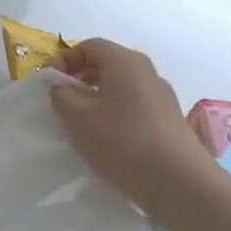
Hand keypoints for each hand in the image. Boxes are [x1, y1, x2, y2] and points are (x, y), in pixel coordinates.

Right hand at [48, 39, 209, 207]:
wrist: (179, 183)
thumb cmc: (121, 141)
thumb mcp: (76, 117)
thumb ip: (61, 95)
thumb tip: (62, 87)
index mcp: (124, 61)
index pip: (88, 46)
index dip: (64, 60)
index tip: (50, 84)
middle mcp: (146, 72)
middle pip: (106, 64)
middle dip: (80, 79)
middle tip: (62, 103)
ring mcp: (161, 96)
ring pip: (120, 87)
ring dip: (96, 99)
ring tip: (81, 124)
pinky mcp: (168, 120)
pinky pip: (133, 106)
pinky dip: (114, 114)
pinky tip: (106, 140)